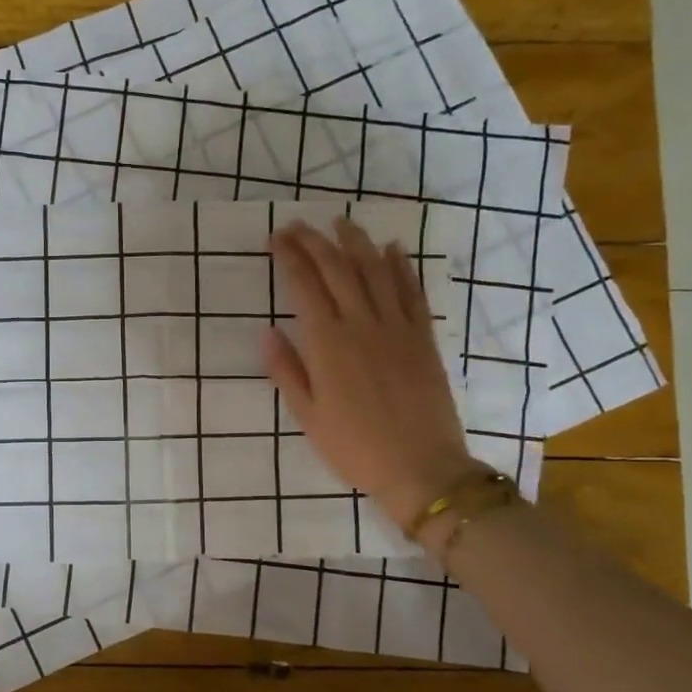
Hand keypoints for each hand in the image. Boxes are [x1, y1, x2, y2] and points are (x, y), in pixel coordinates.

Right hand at [264, 218, 482, 526]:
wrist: (422, 468)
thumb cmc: (354, 447)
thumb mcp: (307, 415)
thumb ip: (286, 369)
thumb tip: (267, 331)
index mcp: (328, 343)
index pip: (304, 285)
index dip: (289, 257)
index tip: (276, 238)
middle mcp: (362, 324)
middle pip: (337, 269)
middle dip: (315, 241)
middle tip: (298, 225)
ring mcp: (397, 328)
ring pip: (375, 271)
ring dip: (357, 242)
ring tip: (341, 223)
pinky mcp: (424, 338)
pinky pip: (411, 292)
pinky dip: (401, 267)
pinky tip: (393, 249)